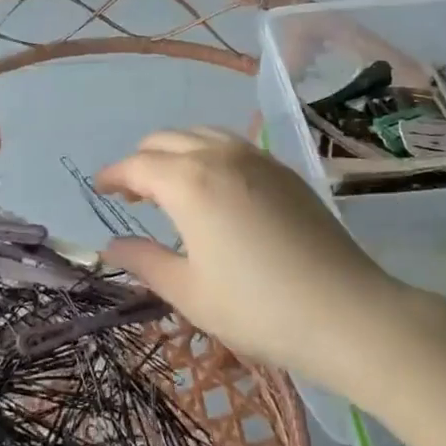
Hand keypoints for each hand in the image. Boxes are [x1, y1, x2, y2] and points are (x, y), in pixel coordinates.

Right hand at [94, 128, 410, 389]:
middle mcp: (217, 155)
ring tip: (170, 186)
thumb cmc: (258, 307)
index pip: (136, 165)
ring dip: (175, 152)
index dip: (113, 175)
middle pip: (165, 140)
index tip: (100, 188)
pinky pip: (231, 144)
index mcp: (188, 181)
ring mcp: (255, 157)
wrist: (346, 311)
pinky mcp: (282, 169)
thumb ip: (144, 261)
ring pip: (200, 135)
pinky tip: (214, 188)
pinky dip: (207, 154)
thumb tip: (110, 247)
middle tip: (132, 194)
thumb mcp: (189, 292)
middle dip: (141, 161)